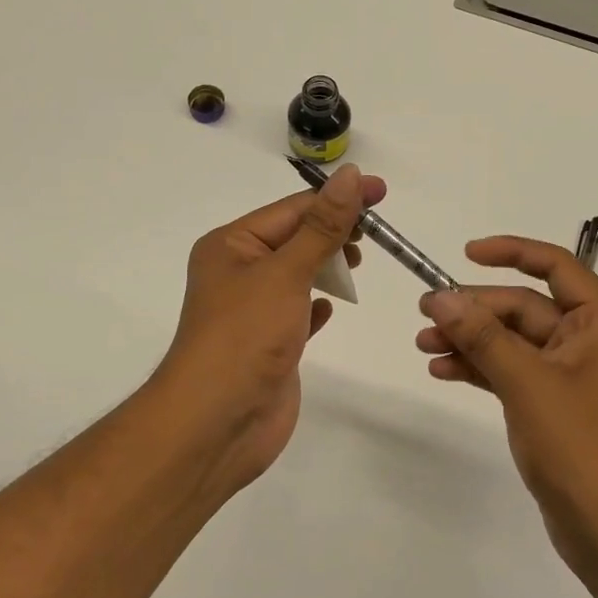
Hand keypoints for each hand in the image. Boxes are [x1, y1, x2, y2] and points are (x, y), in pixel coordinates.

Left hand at [152, 164, 385, 493]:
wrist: (218, 422)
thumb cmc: (246, 336)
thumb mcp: (286, 272)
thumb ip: (323, 227)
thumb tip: (349, 175)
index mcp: (230, 246)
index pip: (292, 210)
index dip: (337, 199)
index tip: (380, 192)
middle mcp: (238, 273)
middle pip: (295, 239)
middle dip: (334, 232)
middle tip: (377, 233)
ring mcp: (253, 311)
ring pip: (298, 275)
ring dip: (327, 267)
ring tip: (360, 265)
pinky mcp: (269, 345)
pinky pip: (297, 313)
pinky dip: (317, 305)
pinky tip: (332, 307)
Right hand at [415, 237, 597, 577]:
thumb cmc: (581, 445)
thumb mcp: (527, 382)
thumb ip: (482, 336)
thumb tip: (440, 297)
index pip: (556, 266)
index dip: (511, 252)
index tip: (465, 254)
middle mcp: (592, 341)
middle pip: (526, 308)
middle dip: (476, 310)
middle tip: (426, 314)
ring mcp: (573, 377)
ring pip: (515, 342)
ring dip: (472, 340)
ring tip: (423, 345)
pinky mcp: (556, 407)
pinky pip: (515, 373)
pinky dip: (482, 369)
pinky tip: (443, 371)